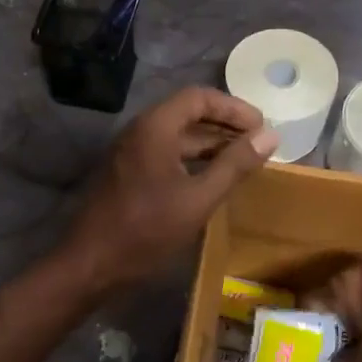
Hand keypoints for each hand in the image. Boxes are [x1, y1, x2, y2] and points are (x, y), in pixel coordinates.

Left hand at [63, 87, 276, 293]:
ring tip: (244, 161)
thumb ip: (234, 165)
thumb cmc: (147, 230)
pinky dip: (194, 161)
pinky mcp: (129, 175)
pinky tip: (214, 180)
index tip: (262, 128)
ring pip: (178, 137)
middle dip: (225, 126)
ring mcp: (132, 154)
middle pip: (188, 114)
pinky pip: (167, 155)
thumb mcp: (199, 198)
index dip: (234, 108)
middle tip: (259, 144)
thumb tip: (270, 136)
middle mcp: (140, 131)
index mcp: (155, 127)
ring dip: (211, 145)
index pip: (200, 97)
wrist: (91, 264)